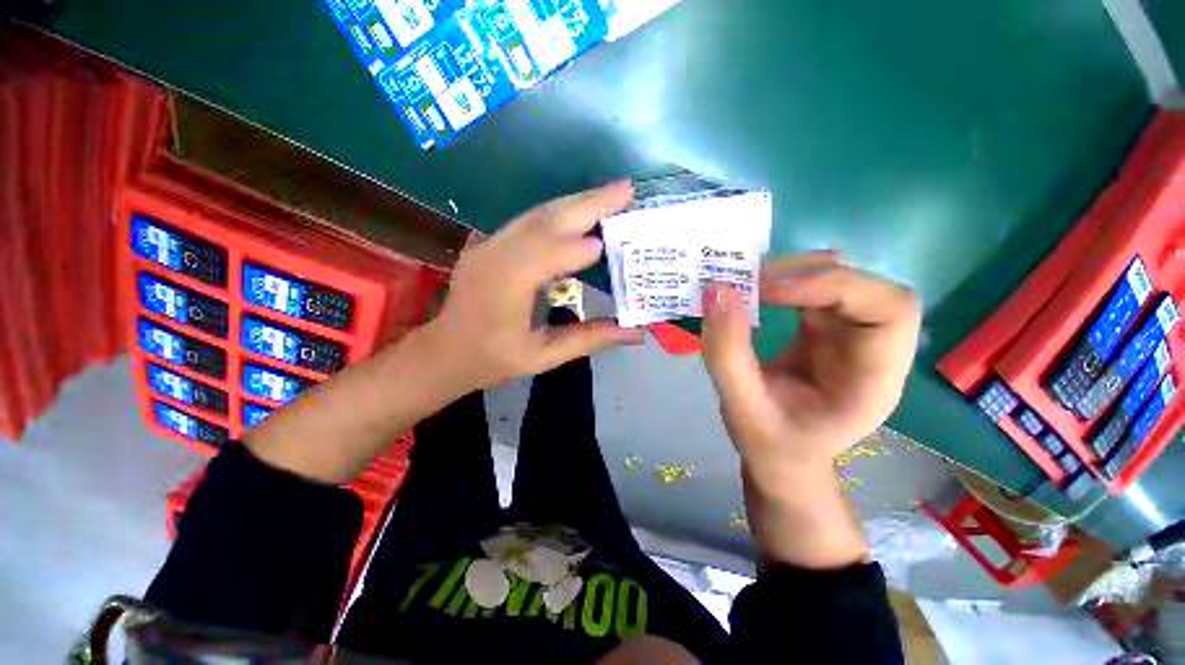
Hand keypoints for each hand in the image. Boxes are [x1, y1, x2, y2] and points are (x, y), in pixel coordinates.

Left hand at [424, 182, 645, 393]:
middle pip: (545, 220)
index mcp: (504, 288)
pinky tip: (581, 211)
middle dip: (589, 203)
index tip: (615, 240)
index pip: (545, 256)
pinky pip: (530, 220)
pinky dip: (561, 212)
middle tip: (627, 189)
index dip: (579, 247)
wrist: (445, 350)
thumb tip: (636, 333)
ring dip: (577, 202)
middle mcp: (494, 256)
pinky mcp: (490, 241)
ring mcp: (488, 244)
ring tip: (612, 195)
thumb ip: (589, 339)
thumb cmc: (492, 359)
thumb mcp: (543, 356)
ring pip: (538, 214)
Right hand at [700, 253, 920, 481]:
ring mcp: (847, 333)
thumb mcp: (741, 408)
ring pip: (835, 278)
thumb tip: (716, 291)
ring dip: (789, 272)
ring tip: (743, 282)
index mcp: (874, 380)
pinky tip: (752, 289)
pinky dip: (780, 280)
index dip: (835, 287)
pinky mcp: (823, 327)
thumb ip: (727, 354)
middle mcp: (871, 348)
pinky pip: (810, 287)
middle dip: (806, 275)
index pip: (889, 310)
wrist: (781, 457)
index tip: (769, 290)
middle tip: (748, 281)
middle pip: (863, 286)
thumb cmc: (770, 443)